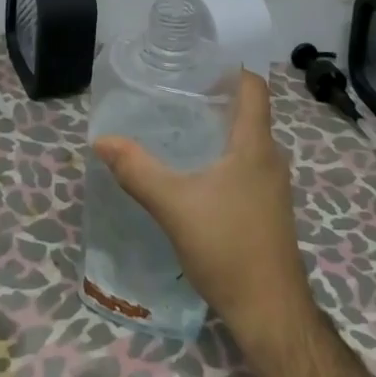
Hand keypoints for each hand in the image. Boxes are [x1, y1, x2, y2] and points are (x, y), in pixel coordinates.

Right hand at [94, 72, 310, 336]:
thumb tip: (102, 140)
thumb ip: (137, 169)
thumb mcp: (174, 205)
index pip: (254, 87)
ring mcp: (273, 186)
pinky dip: (224, 155)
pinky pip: (247, 165)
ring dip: (219, 128)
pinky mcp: (269, 209)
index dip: (230, 68)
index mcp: (254, 145)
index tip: (196, 64)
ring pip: (248, 140)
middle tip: (175, 93)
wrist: (271, 313)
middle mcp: (270, 158)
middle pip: (249, 111)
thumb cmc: (228, 247)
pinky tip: (196, 172)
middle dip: (216, 97)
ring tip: (179, 126)